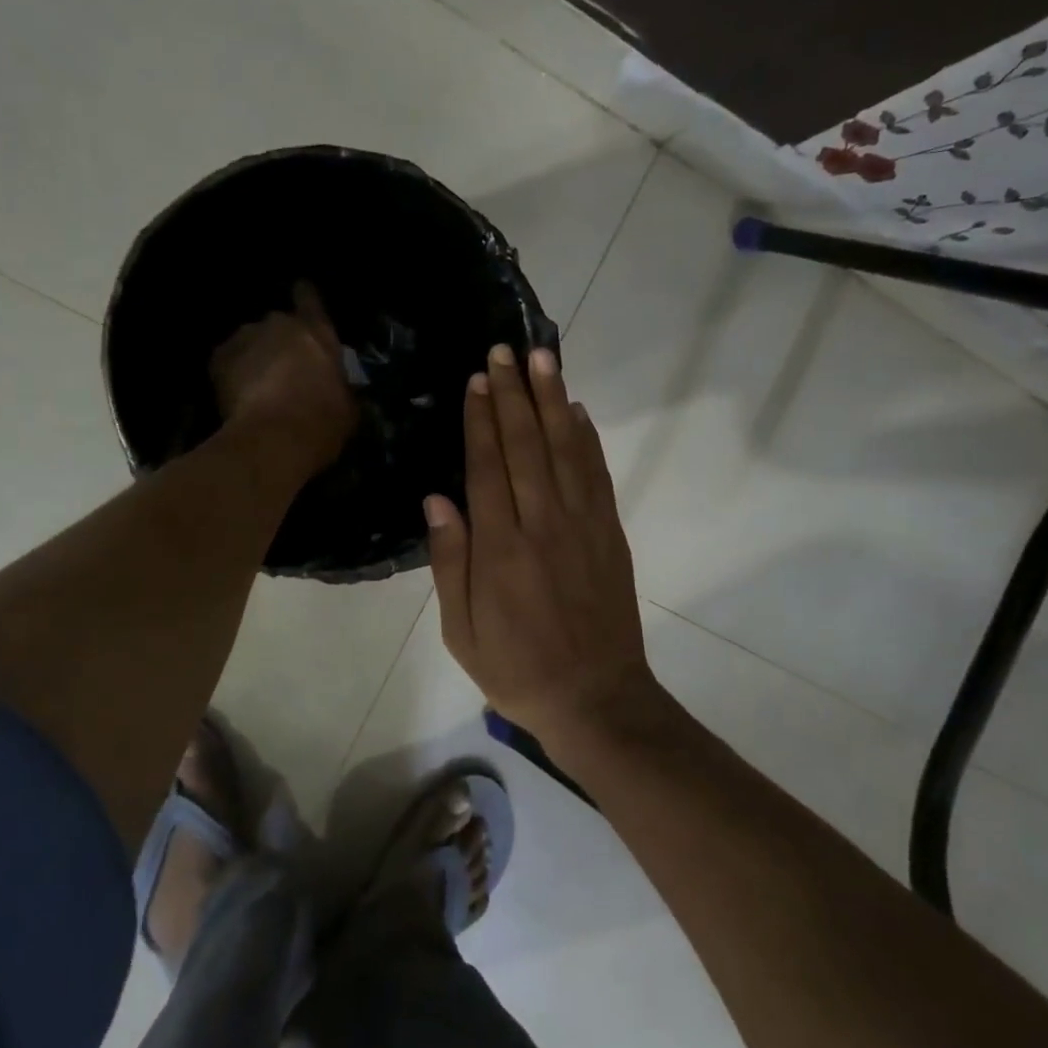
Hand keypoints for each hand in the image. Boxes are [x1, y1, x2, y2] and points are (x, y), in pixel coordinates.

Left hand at [210, 282, 356, 472]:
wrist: (273, 439)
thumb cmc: (322, 422)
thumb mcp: (348, 407)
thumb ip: (341, 387)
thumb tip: (339, 390)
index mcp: (317, 331)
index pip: (309, 298)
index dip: (306, 298)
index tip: (302, 298)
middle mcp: (279, 324)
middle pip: (278, 324)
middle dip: (280, 341)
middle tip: (285, 369)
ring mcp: (245, 338)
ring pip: (250, 342)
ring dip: (255, 357)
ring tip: (258, 386)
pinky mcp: (218, 358)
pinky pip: (228, 361)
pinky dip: (232, 373)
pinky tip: (238, 396)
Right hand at [426, 344, 657, 747]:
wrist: (596, 697)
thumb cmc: (517, 668)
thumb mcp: (462, 630)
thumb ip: (450, 561)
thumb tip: (437, 499)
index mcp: (501, 548)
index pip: (488, 466)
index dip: (481, 419)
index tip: (477, 380)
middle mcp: (543, 524)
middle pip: (527, 445)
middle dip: (513, 394)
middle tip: (504, 350)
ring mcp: (583, 525)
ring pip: (566, 449)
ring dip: (553, 400)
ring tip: (542, 359)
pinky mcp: (611, 533)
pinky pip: (597, 475)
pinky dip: (588, 438)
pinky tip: (578, 411)